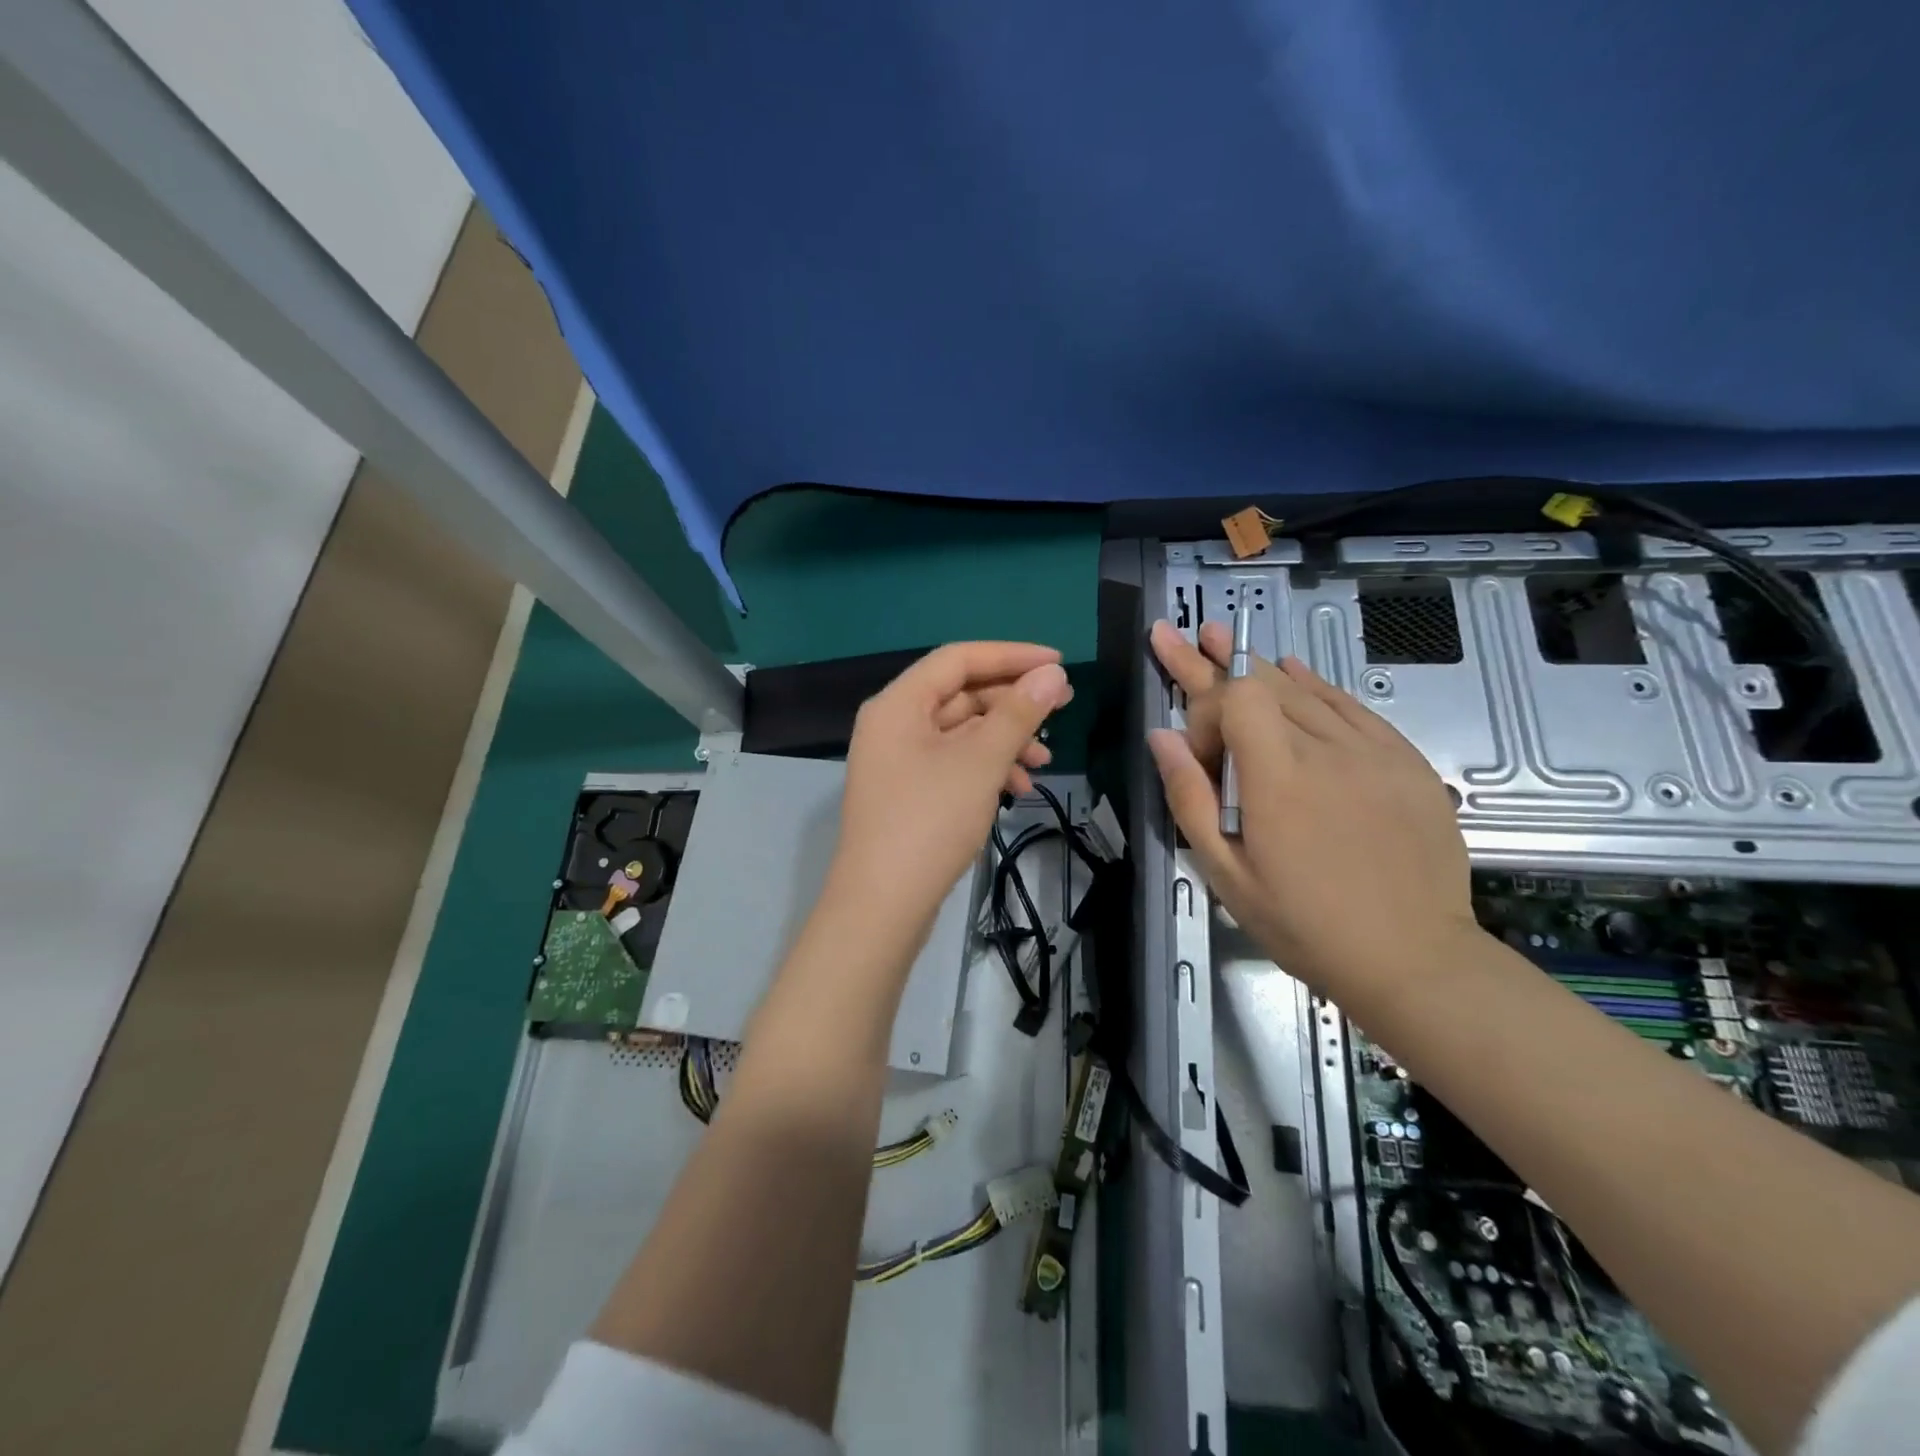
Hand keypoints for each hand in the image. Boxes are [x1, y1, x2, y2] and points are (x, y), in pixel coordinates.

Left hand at [832, 642, 1072, 935]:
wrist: (883, 904)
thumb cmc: (930, 821)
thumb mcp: (981, 761)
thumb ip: (1018, 713)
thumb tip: (1052, 674)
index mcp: (899, 703)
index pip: (958, 659)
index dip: (1011, 656)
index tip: (1059, 664)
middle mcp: (893, 723)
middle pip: (961, 694)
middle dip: (1013, 702)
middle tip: (1063, 709)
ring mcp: (898, 760)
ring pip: (961, 732)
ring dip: (1005, 739)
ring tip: (1045, 760)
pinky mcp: (908, 791)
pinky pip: (953, 762)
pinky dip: (987, 768)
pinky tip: (1019, 788)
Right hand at [1146, 619, 1475, 996]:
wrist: (1414, 960)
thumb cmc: (1305, 924)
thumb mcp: (1227, 874)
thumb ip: (1189, 798)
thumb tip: (1161, 736)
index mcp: (1277, 777)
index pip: (1234, 699)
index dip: (1204, 711)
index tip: (1199, 757)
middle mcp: (1326, 748)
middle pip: (1263, 682)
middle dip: (1213, 662)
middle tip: (1178, 636)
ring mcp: (1373, 750)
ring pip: (1305, 688)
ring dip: (1257, 667)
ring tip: (1220, 637)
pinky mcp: (1404, 760)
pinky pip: (1351, 705)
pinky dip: (1315, 684)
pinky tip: (1293, 670)